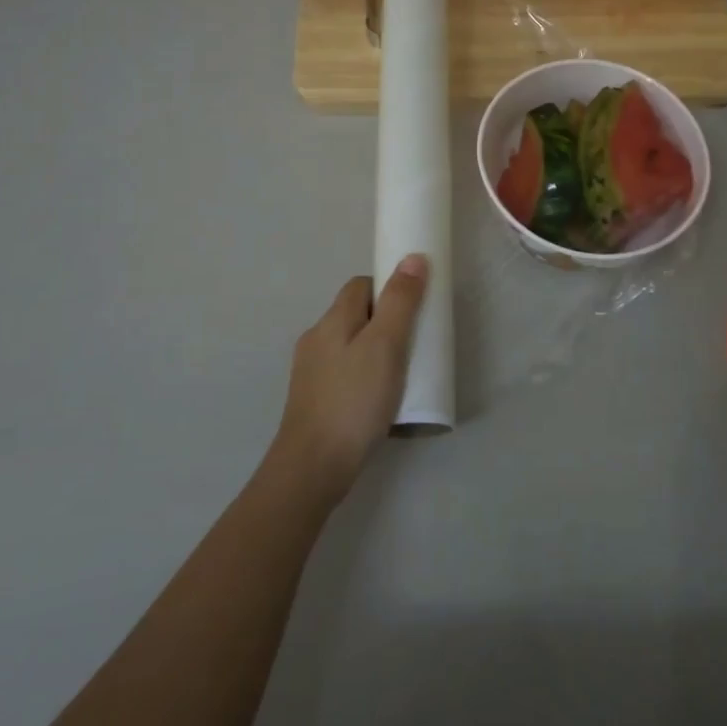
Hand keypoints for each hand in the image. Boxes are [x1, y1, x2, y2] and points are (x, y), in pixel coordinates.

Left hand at [272, 255, 429, 501]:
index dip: (389, 288)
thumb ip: (400, 302)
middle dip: (386, 322)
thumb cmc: (354, 400)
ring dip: (376, 351)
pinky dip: (365, 376)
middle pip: (356, 315)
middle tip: (415, 343)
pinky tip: (380, 400)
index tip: (414, 307)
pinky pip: (345, 373)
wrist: (313, 467)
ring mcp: (311, 372)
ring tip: (402, 373)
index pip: (361, 285)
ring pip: (350, 346)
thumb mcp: (386, 346)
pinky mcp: (314, 400)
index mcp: (332, 320)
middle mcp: (316, 339)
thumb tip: (412, 258)